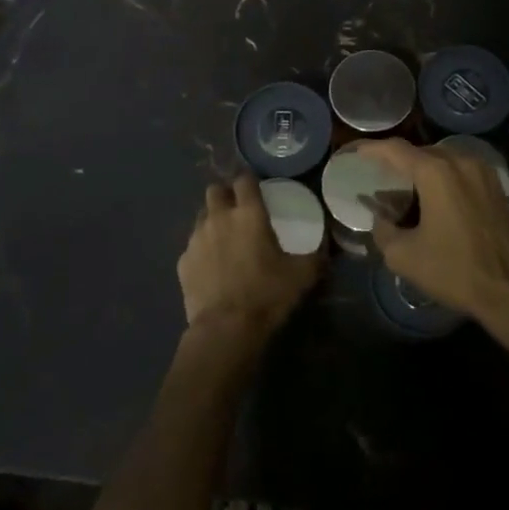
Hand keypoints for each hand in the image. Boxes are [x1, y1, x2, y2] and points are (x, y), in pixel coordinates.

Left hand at [178, 174, 322, 339]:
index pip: (244, 179)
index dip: (250, 182)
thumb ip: (315, 255)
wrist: (225, 329)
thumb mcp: (302, 275)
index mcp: (249, 213)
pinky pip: (192, 246)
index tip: (257, 191)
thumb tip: (326, 247)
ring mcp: (196, 238)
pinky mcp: (183, 261)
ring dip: (212, 221)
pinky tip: (211, 268)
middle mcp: (219, 217)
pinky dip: (201, 250)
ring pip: (201, 216)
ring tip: (224, 240)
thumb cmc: (266, 294)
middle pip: (215, 190)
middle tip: (238, 211)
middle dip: (225, 195)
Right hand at [355, 139, 508, 334]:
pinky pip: (462, 170)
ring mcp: (482, 171)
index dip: (373, 149)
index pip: (396, 149)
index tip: (358, 152)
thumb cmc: (454, 270)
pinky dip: (445, 177)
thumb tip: (380, 217)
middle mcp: (460, 161)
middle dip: (399, 162)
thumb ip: (383, 230)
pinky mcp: (496, 185)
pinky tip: (437, 200)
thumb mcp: (404, 256)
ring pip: (444, 159)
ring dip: (424, 170)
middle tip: (382, 178)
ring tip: (409, 190)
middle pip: (421, 152)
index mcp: (436, 172)